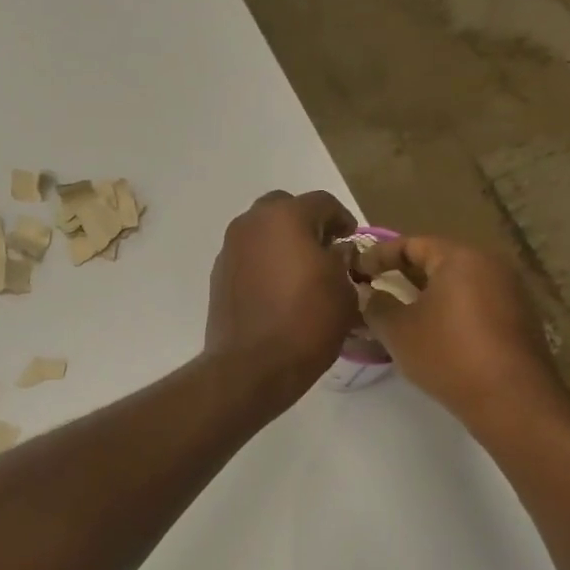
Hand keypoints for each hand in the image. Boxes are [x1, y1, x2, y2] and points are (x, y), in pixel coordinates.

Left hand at [205, 190, 358, 406]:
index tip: (351, 240)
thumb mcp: (343, 291)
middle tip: (324, 249)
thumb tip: (334, 252)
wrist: (252, 365)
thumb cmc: (306, 323)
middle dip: (306, 224)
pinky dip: (264, 262)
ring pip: (261, 232)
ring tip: (301, 271)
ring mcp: (230, 249)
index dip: (342, 220)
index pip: (322, 203)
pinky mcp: (219, 274)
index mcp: (286, 217)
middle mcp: (251, 224)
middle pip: (284, 209)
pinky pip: (248, 256)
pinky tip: (277, 289)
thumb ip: (342, 261)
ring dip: (281, 242)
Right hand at [360, 236, 566, 426]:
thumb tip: (368, 294)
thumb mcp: (398, 330)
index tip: (356, 271)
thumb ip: (376, 305)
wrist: (511, 400)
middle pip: (438, 261)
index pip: (412, 243)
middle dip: (403, 274)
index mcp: (460, 257)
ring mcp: (510, 292)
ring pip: (457, 284)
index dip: (379, 255)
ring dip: (427, 295)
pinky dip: (449, 310)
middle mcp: (490, 265)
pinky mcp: (518, 319)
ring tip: (399, 313)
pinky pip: (474, 303)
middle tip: (375, 289)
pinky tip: (431, 333)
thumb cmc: (448, 354)